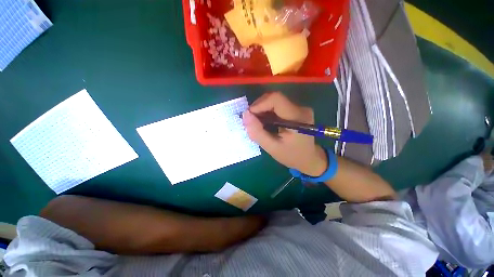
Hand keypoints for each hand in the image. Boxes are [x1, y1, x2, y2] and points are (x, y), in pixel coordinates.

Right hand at [243, 92, 326, 176]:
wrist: (308, 158)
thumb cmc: (291, 156)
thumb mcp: (272, 148)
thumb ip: (258, 132)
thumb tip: (245, 115)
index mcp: (297, 117)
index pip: (276, 99)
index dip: (259, 104)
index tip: (250, 117)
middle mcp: (300, 108)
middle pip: (274, 98)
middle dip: (259, 107)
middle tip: (252, 122)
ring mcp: (299, 108)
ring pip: (274, 101)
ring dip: (262, 110)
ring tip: (259, 124)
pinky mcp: (296, 110)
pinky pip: (277, 105)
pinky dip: (267, 112)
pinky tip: (266, 123)